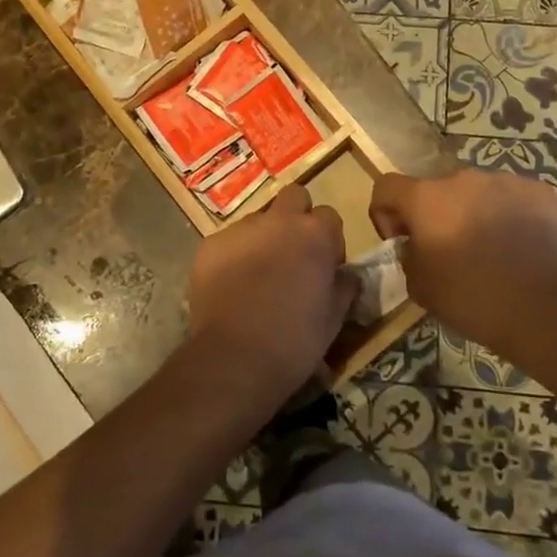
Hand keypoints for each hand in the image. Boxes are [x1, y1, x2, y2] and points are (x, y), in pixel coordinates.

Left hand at [186, 184, 355, 400]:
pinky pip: (228, 240)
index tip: (324, 266)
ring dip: (264, 237)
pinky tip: (232, 286)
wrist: (234, 359)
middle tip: (294, 254)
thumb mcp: (334, 318)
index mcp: (315, 234)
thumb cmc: (295, 341)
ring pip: (258, 219)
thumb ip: (344, 286)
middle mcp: (278, 221)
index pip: (329, 216)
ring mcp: (240, 229)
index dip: (329, 240)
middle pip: (294, 197)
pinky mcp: (210, 245)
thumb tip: (346, 275)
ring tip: (258, 275)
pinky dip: (234, 255)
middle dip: (297, 217)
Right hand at [370, 168, 556, 358]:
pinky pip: (512, 197)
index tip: (401, 240)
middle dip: (436, 215)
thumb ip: (408, 256)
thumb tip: (415, 246)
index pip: (387, 187)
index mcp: (426, 198)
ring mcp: (504, 180)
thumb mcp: (419, 287)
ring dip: (472, 212)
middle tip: (449, 250)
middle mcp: (462, 178)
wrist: (544, 309)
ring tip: (489, 249)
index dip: (386, 212)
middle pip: (436, 190)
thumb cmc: (471, 298)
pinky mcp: (538, 191)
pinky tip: (518, 245)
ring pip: (476, 192)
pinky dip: (508, 214)